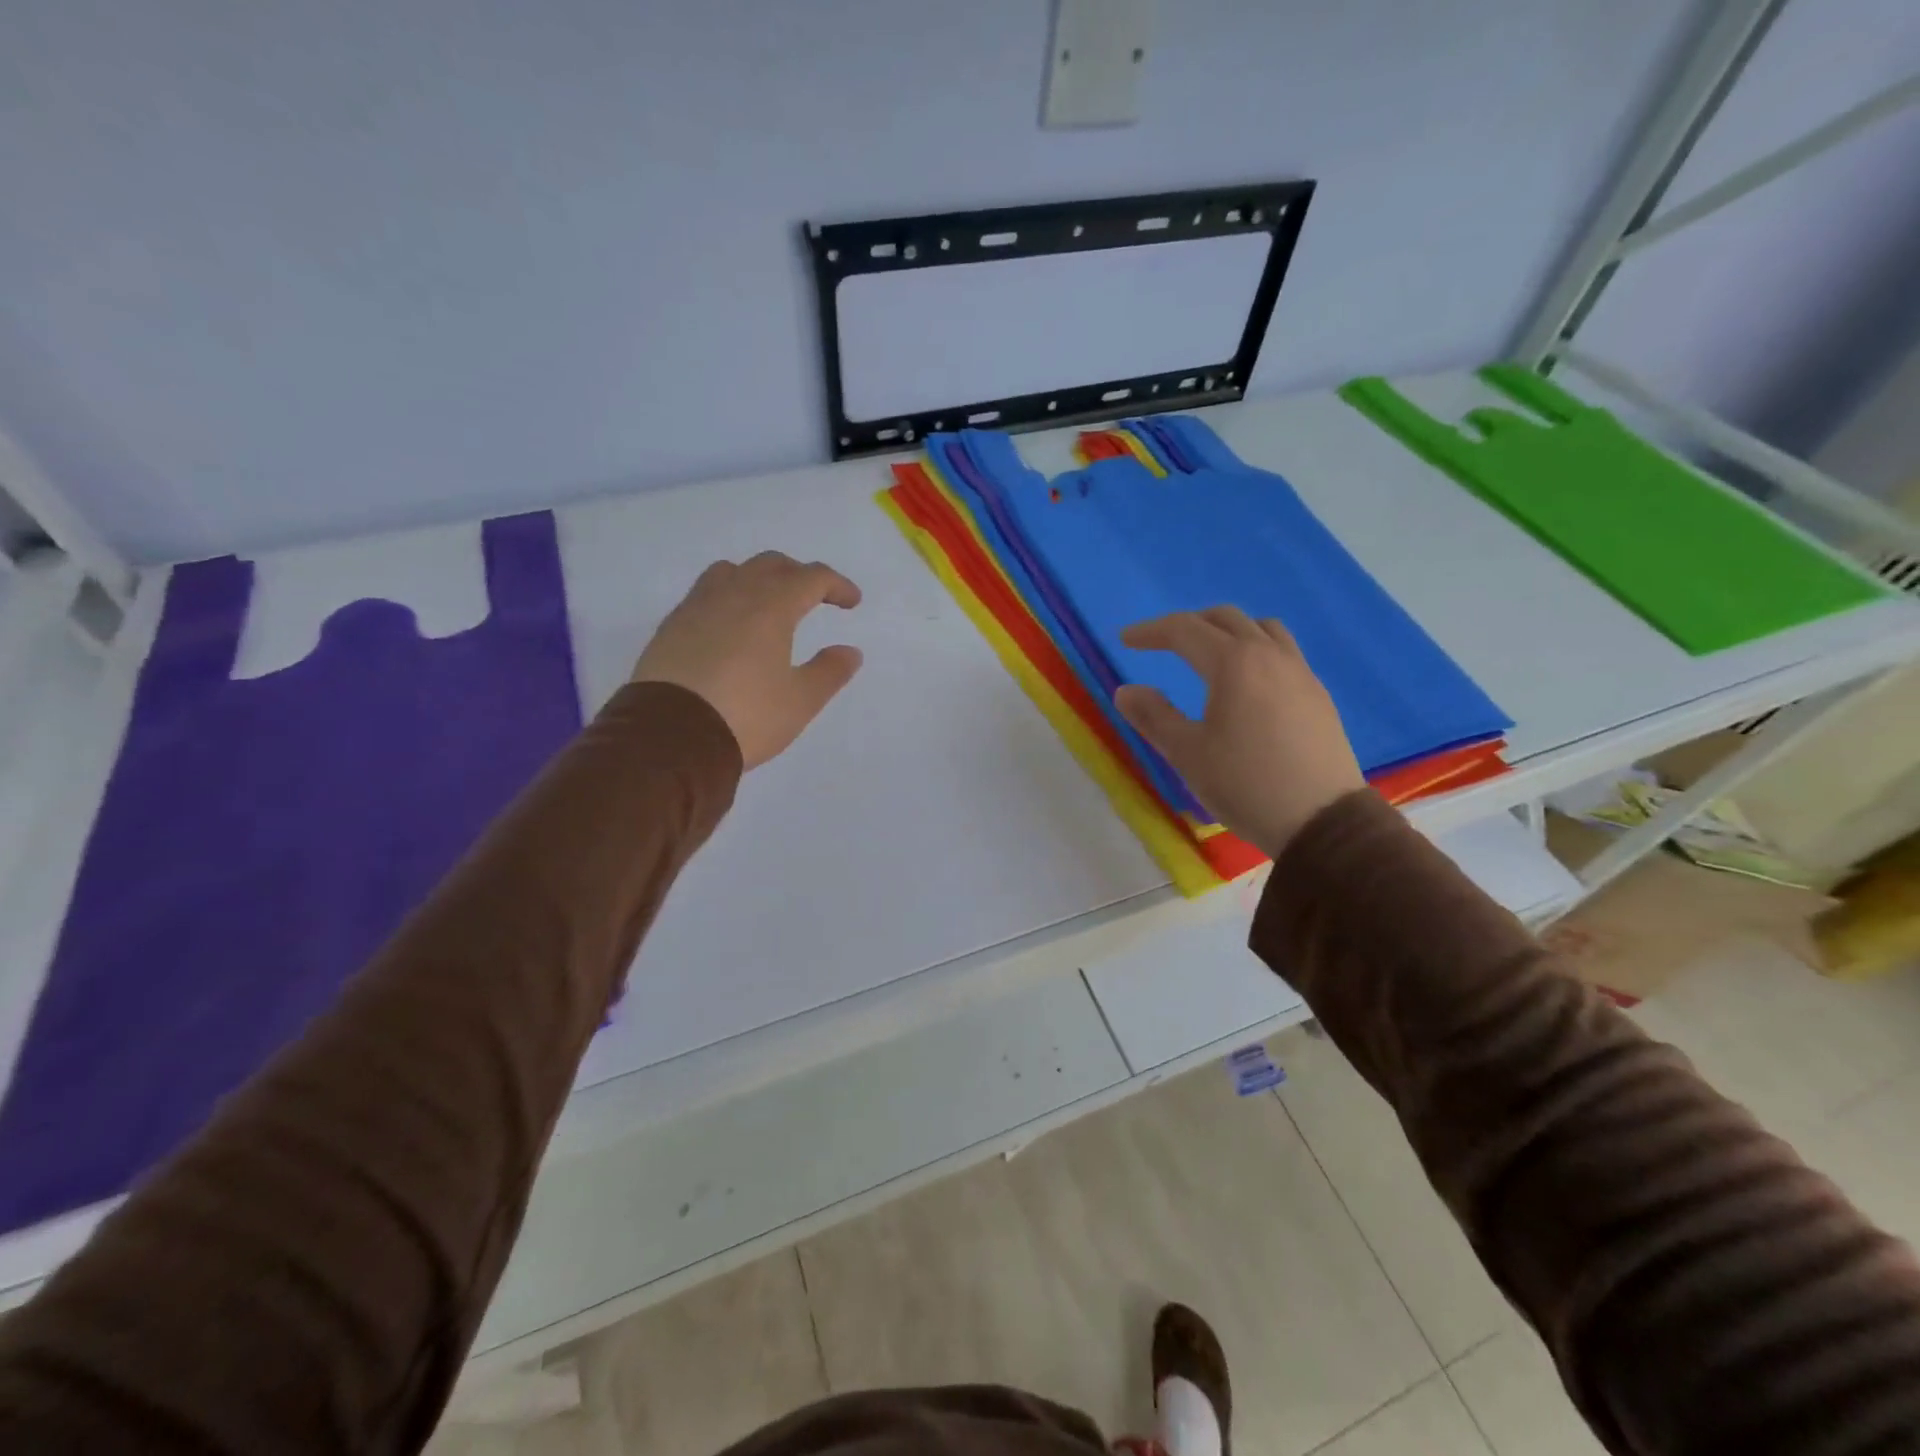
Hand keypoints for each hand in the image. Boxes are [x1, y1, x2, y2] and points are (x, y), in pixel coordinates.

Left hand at [631, 552, 863, 769]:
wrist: (670, 737)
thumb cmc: (746, 716)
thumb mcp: (800, 701)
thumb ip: (829, 672)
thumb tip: (850, 651)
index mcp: (771, 607)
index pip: (811, 578)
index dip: (836, 585)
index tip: (851, 603)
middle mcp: (733, 595)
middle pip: (771, 565)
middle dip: (799, 575)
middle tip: (814, 598)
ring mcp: (697, 607)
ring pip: (732, 571)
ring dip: (758, 578)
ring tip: (767, 604)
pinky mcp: (671, 626)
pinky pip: (704, 593)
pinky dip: (727, 596)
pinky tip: (729, 626)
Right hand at [1114, 607, 1362, 858]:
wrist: (1322, 821)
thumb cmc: (1246, 784)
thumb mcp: (1187, 754)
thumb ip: (1153, 716)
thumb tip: (1125, 691)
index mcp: (1234, 663)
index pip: (1185, 630)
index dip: (1151, 631)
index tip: (1125, 640)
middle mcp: (1270, 655)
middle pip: (1225, 619)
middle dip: (1188, 624)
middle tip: (1162, 644)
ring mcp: (1300, 673)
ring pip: (1261, 629)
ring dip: (1228, 631)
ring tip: (1209, 654)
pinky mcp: (1318, 695)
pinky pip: (1283, 652)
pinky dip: (1256, 650)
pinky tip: (1248, 683)